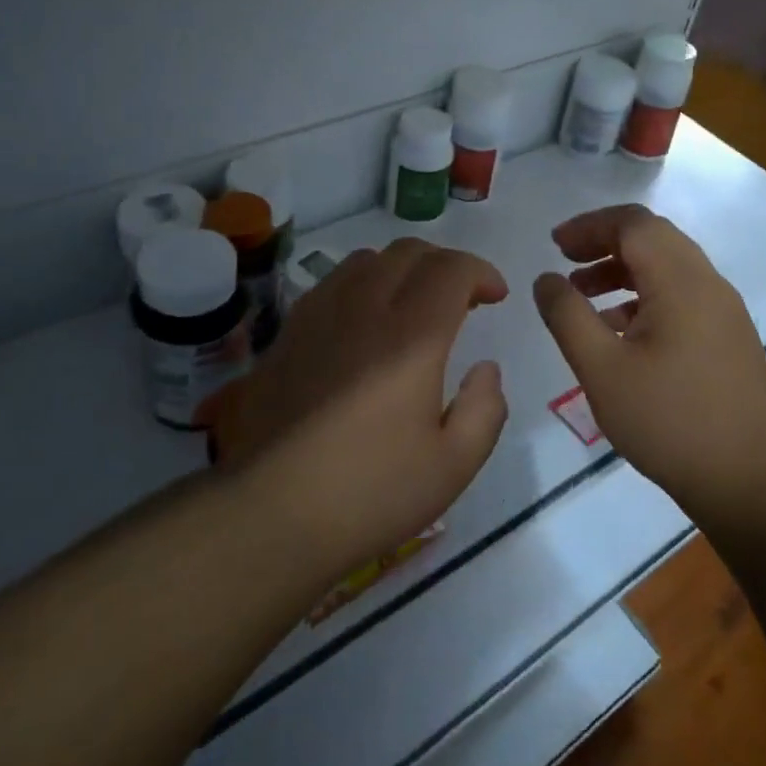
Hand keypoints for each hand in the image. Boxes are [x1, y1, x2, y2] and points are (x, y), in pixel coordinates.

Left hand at [216, 238, 509, 570]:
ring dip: (400, 269)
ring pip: (365, 261)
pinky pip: (331, 285)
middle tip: (461, 300)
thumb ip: (485, 408)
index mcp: (412, 337)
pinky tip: (362, 323)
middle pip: (408, 252)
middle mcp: (363, 310)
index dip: (481, 272)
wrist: (270, 513)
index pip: (450, 269)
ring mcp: (318, 318)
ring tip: (412, 306)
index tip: (495, 297)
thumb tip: (485, 368)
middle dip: (444, 264)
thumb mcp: (454, 465)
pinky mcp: (287, 335)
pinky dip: (361, 285)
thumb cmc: (371, 493)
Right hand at [532, 204, 765, 512]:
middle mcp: (707, 283)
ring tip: (583, 298)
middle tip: (565, 263)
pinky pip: (681, 298)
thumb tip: (546, 279)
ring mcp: (723, 312)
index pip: (633, 223)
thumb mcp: (602, 368)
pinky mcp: (727, 339)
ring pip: (668, 269)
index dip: (589, 226)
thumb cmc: (671, 419)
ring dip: (623, 272)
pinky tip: (619, 334)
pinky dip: (644, 299)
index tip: (553, 245)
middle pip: (653, 239)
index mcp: (680, 280)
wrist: (754, 479)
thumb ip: (567, 316)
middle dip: (604, 244)